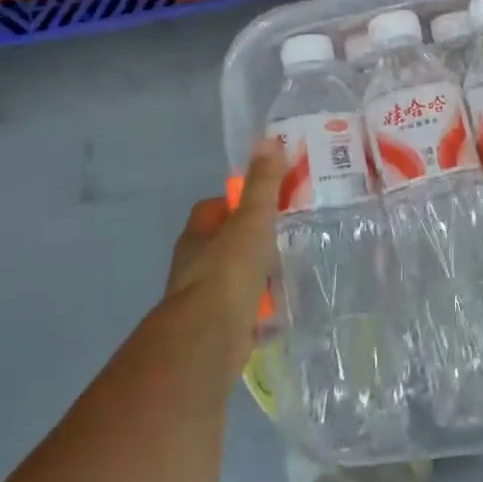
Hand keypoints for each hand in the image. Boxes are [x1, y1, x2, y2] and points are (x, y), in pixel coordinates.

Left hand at [164, 137, 284, 378]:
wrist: (208, 340)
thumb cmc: (228, 271)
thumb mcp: (252, 221)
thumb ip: (262, 185)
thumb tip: (268, 141)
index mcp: (196, 236)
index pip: (212, 209)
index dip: (237, 202)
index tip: (265, 203)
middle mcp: (193, 265)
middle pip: (224, 244)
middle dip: (250, 241)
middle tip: (285, 236)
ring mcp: (202, 300)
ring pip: (233, 278)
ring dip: (255, 276)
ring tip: (289, 270)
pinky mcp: (217, 329)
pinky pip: (242, 311)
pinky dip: (259, 310)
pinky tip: (281, 309)